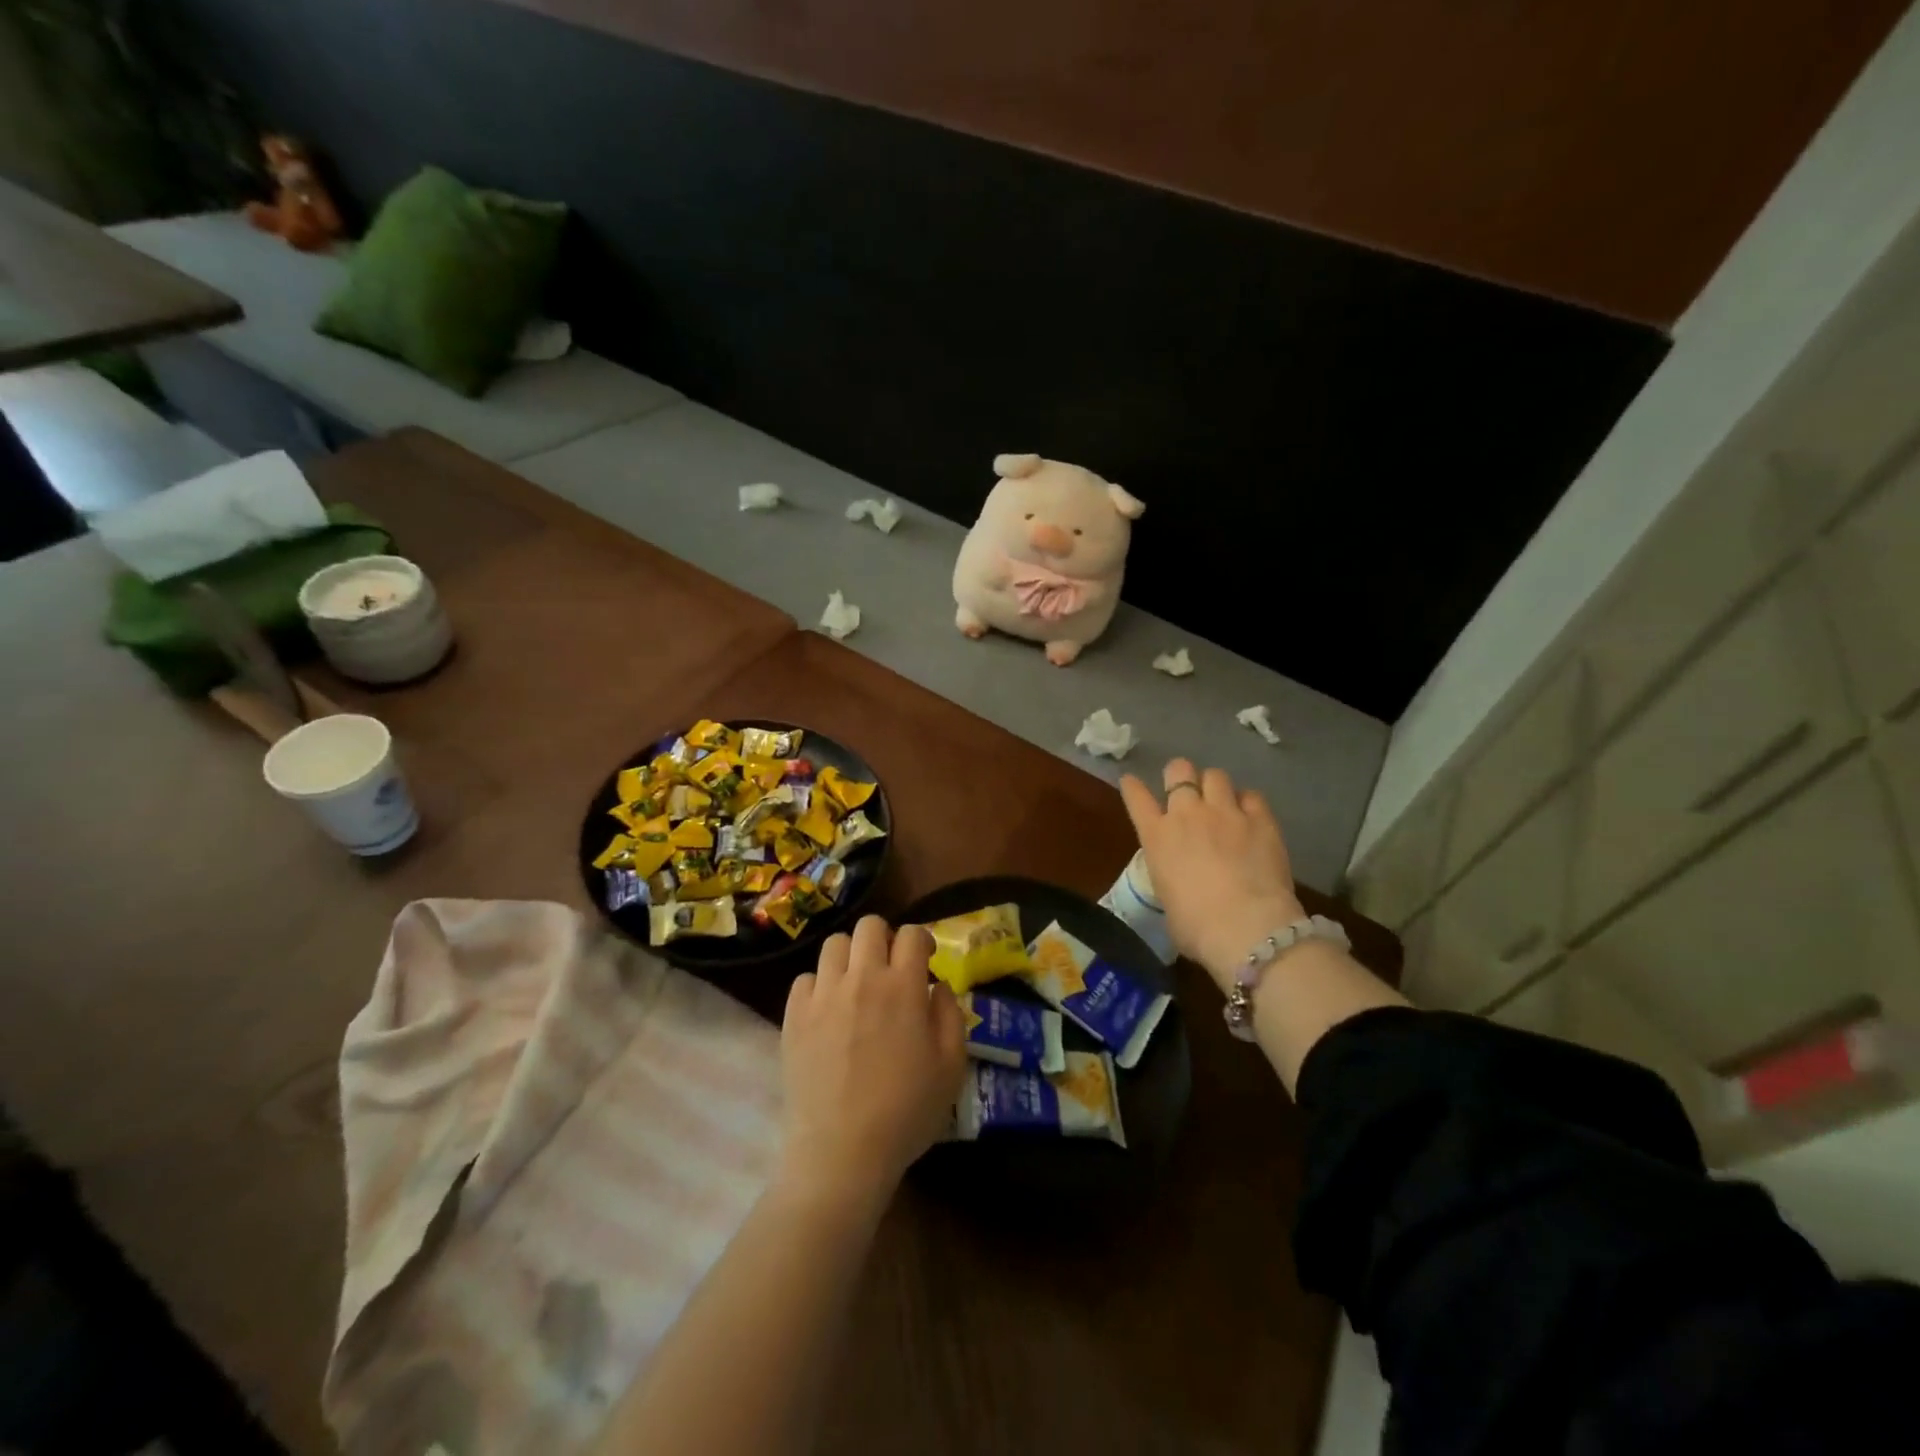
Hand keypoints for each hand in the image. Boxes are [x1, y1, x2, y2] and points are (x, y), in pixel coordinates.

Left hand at [779, 917, 966, 1207]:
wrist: (841, 1152)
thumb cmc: (906, 1112)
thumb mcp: (951, 1067)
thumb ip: (951, 1015)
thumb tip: (937, 985)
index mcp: (903, 986)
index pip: (912, 934)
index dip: (922, 941)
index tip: (925, 960)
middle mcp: (861, 978)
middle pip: (869, 925)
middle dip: (885, 938)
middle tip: (891, 969)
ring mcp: (823, 995)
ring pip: (834, 944)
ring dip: (851, 957)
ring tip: (857, 985)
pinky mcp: (794, 1016)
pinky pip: (806, 978)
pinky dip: (821, 986)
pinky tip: (829, 1012)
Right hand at [1120, 758, 1306, 991]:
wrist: (1246, 928)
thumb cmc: (1196, 927)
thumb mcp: (1167, 900)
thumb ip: (1170, 877)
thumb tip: (1182, 882)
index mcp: (1156, 837)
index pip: (1136, 797)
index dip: (1132, 786)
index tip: (1131, 782)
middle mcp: (1187, 814)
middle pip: (1179, 771)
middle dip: (1180, 776)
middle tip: (1187, 790)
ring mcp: (1226, 813)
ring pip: (1215, 775)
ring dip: (1214, 786)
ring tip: (1221, 802)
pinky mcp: (1261, 820)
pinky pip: (1252, 796)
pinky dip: (1248, 802)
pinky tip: (1251, 816)